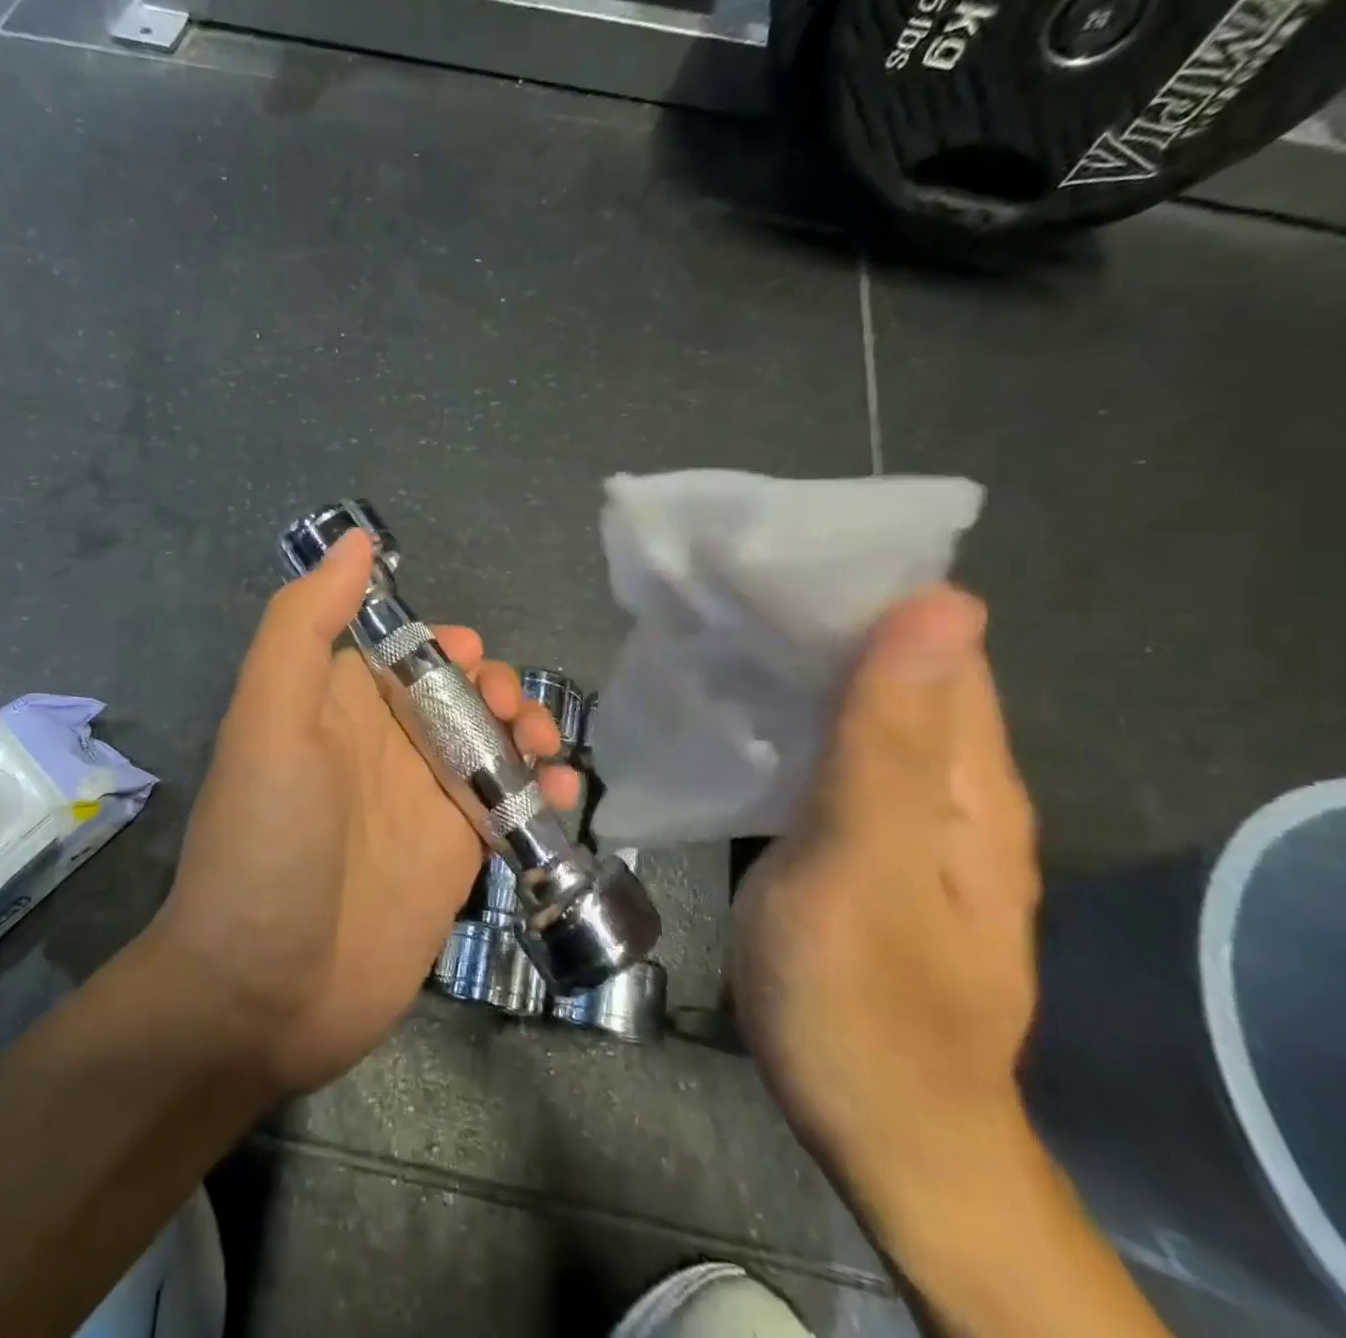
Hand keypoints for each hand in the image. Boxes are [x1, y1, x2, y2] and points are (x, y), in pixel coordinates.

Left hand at [149, 530, 580, 1095]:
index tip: (474, 661)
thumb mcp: (269, 719)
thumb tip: (356, 542)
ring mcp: (422, 806)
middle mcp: (383, 748)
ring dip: (530, 735)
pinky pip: (511, 810)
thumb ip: (303, 626)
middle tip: (513, 717)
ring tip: (547, 754)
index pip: (406, 653)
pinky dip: (544, 795)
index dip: (447, 647)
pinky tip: (561, 797)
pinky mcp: (454, 861)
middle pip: (461, 696)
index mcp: (339, 707)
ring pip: (494, 747)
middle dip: (499, 690)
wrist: (262, 993)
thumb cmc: (266, 843)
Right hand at [731, 587, 1040, 1216]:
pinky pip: (823, 753)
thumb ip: (889, 740)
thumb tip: (938, 605)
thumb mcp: (868, 864)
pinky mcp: (850, 839)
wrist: (875, 1125)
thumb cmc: (863, 999)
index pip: (936, 642)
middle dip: (817, 619)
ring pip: (852, 709)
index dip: (865, 588)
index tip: (778, 552)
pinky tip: (732, 707)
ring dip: (795, 664)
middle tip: (722, 585)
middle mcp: (942, 782)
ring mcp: (893, 813)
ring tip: (713, 628)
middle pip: (890, 669)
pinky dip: (784, 716)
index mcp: (964, 777)